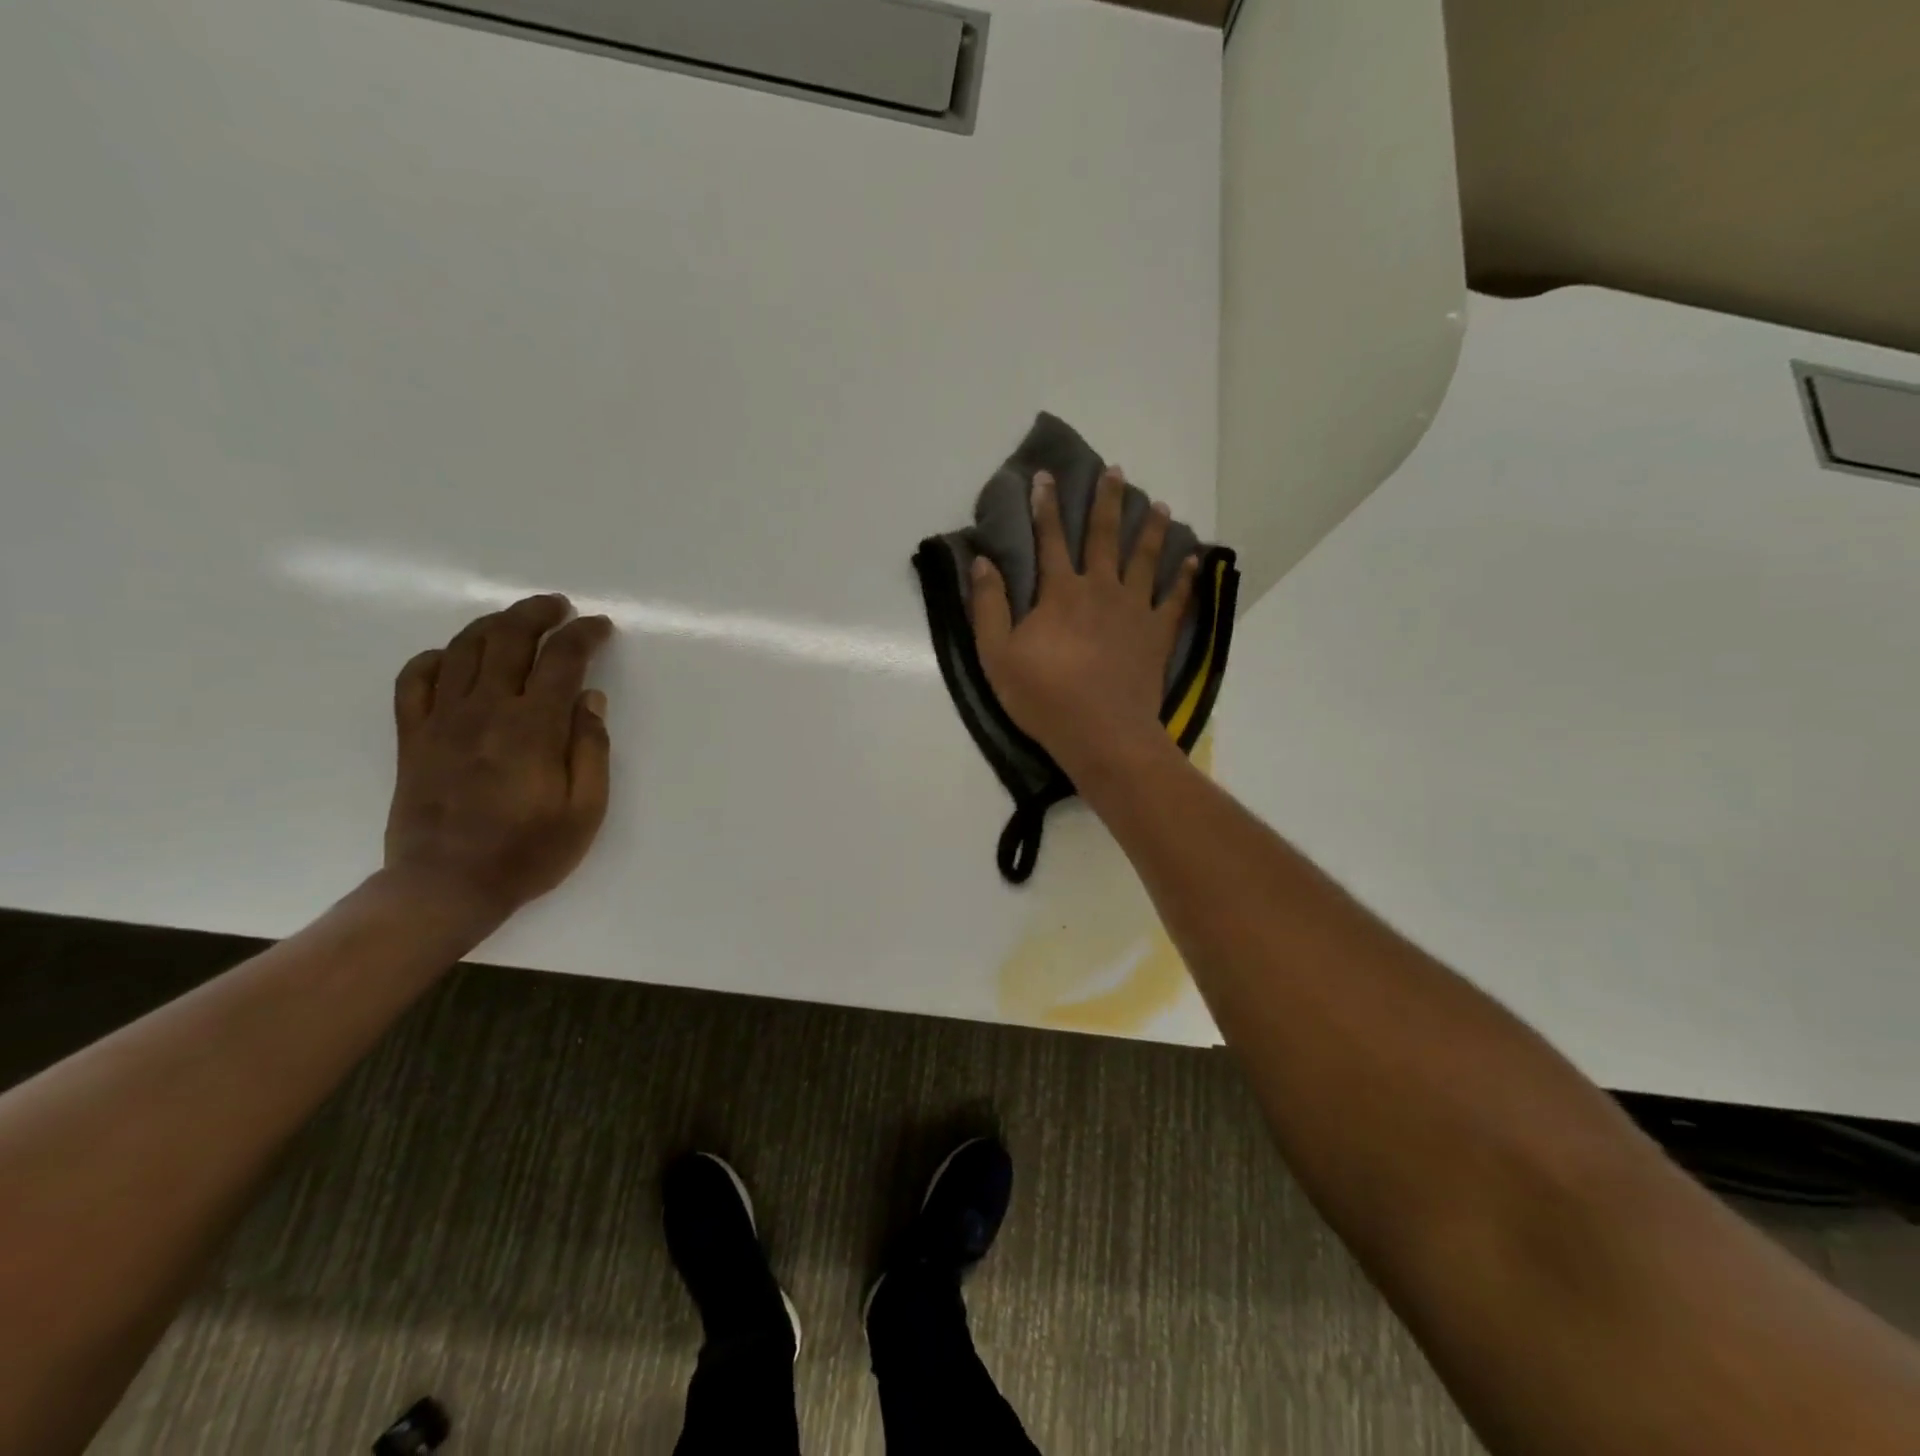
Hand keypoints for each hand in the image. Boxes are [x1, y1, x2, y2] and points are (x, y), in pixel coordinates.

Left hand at [383, 595, 614, 923]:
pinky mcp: (413, 736)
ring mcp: (442, 720)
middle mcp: (485, 710)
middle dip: (537, 613)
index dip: (584, 634)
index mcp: (533, 727)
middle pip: (508, 638)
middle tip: (560, 607)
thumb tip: (590, 699)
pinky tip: (453, 658)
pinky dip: (435, 658)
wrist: (446, 887)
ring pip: (463, 648)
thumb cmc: (528, 852)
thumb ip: (591, 749)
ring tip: (516, 621)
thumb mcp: (586, 810)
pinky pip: (414, 679)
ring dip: (493, 624)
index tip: (601, 627)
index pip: (562, 659)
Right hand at [970, 468, 1197, 778]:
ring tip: (1161, 505)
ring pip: (1145, 558)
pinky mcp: (1157, 634)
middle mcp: (1100, 589)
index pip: (1049, 539)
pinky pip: (1175, 598)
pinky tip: (1193, 559)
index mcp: (1060, 592)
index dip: (1045, 507)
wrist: (1102, 733)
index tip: (1045, 477)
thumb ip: (989, 607)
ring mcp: (1134, 609)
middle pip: (1104, 536)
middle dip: (1107, 501)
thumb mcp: (997, 656)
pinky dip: (1185, 578)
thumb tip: (982, 563)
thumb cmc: (1044, 697)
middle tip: (1115, 471)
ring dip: (1151, 529)